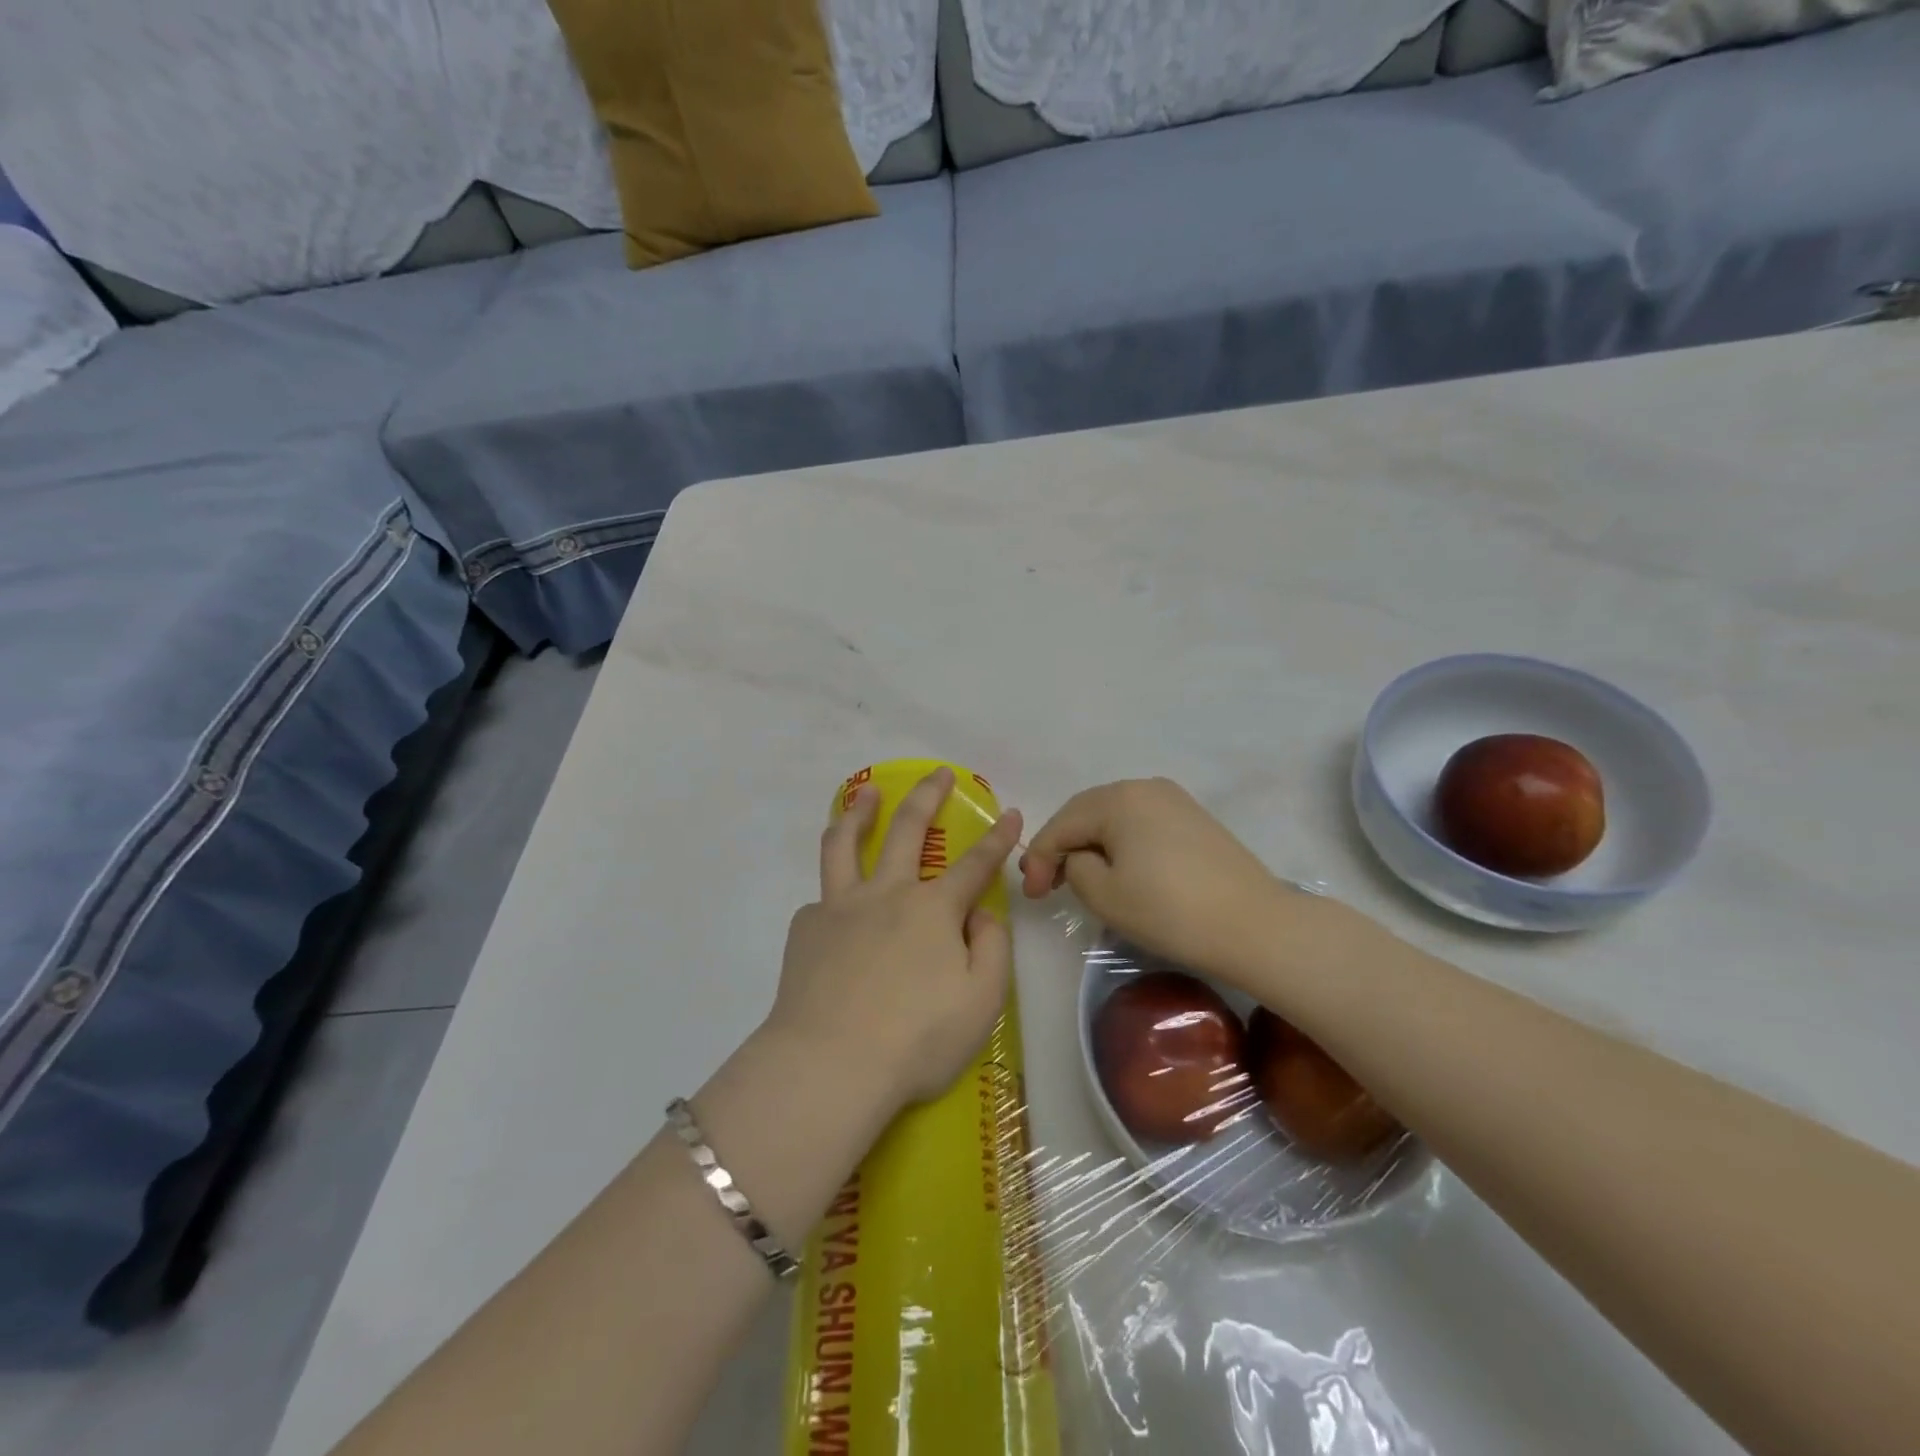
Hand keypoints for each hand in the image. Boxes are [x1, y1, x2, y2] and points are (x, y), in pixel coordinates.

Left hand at [769, 767, 1023, 1112]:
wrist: (830, 1065)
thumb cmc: (916, 1039)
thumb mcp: (982, 1002)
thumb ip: (992, 949)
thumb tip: (979, 915)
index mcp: (933, 910)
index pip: (975, 864)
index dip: (998, 837)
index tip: (1010, 811)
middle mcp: (887, 894)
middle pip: (908, 829)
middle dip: (927, 795)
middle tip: (937, 774)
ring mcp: (840, 907)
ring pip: (845, 844)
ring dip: (858, 811)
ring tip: (865, 794)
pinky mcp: (806, 929)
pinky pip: (821, 902)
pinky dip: (834, 897)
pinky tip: (834, 914)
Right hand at [1019, 778, 1290, 986]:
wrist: (1255, 926)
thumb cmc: (1170, 911)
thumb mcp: (1104, 894)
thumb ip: (1074, 867)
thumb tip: (1081, 858)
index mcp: (1117, 798)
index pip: (1062, 824)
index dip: (1039, 858)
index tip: (1032, 895)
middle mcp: (1144, 787)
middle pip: (1086, 813)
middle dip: (1062, 847)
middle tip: (1047, 885)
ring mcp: (1174, 800)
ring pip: (1114, 817)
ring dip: (1090, 844)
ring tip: (1079, 879)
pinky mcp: (1194, 819)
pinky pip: (1141, 824)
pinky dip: (1120, 844)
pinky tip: (1118, 869)